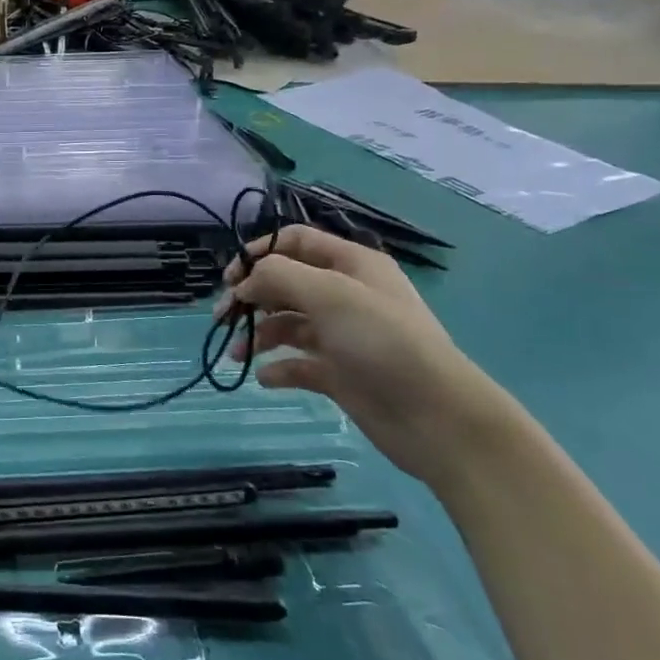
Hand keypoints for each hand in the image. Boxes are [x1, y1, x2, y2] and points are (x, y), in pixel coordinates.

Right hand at [221, 226, 525, 487]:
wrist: (436, 418)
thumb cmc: (383, 342)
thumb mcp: (329, 294)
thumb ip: (278, 276)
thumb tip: (245, 283)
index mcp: (351, 265)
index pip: (295, 241)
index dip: (259, 252)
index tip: (229, 277)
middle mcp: (345, 295)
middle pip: (285, 283)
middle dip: (251, 297)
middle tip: (222, 318)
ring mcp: (342, 336)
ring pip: (286, 325)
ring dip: (258, 335)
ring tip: (238, 354)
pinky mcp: (339, 373)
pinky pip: (297, 364)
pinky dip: (277, 368)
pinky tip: (265, 378)